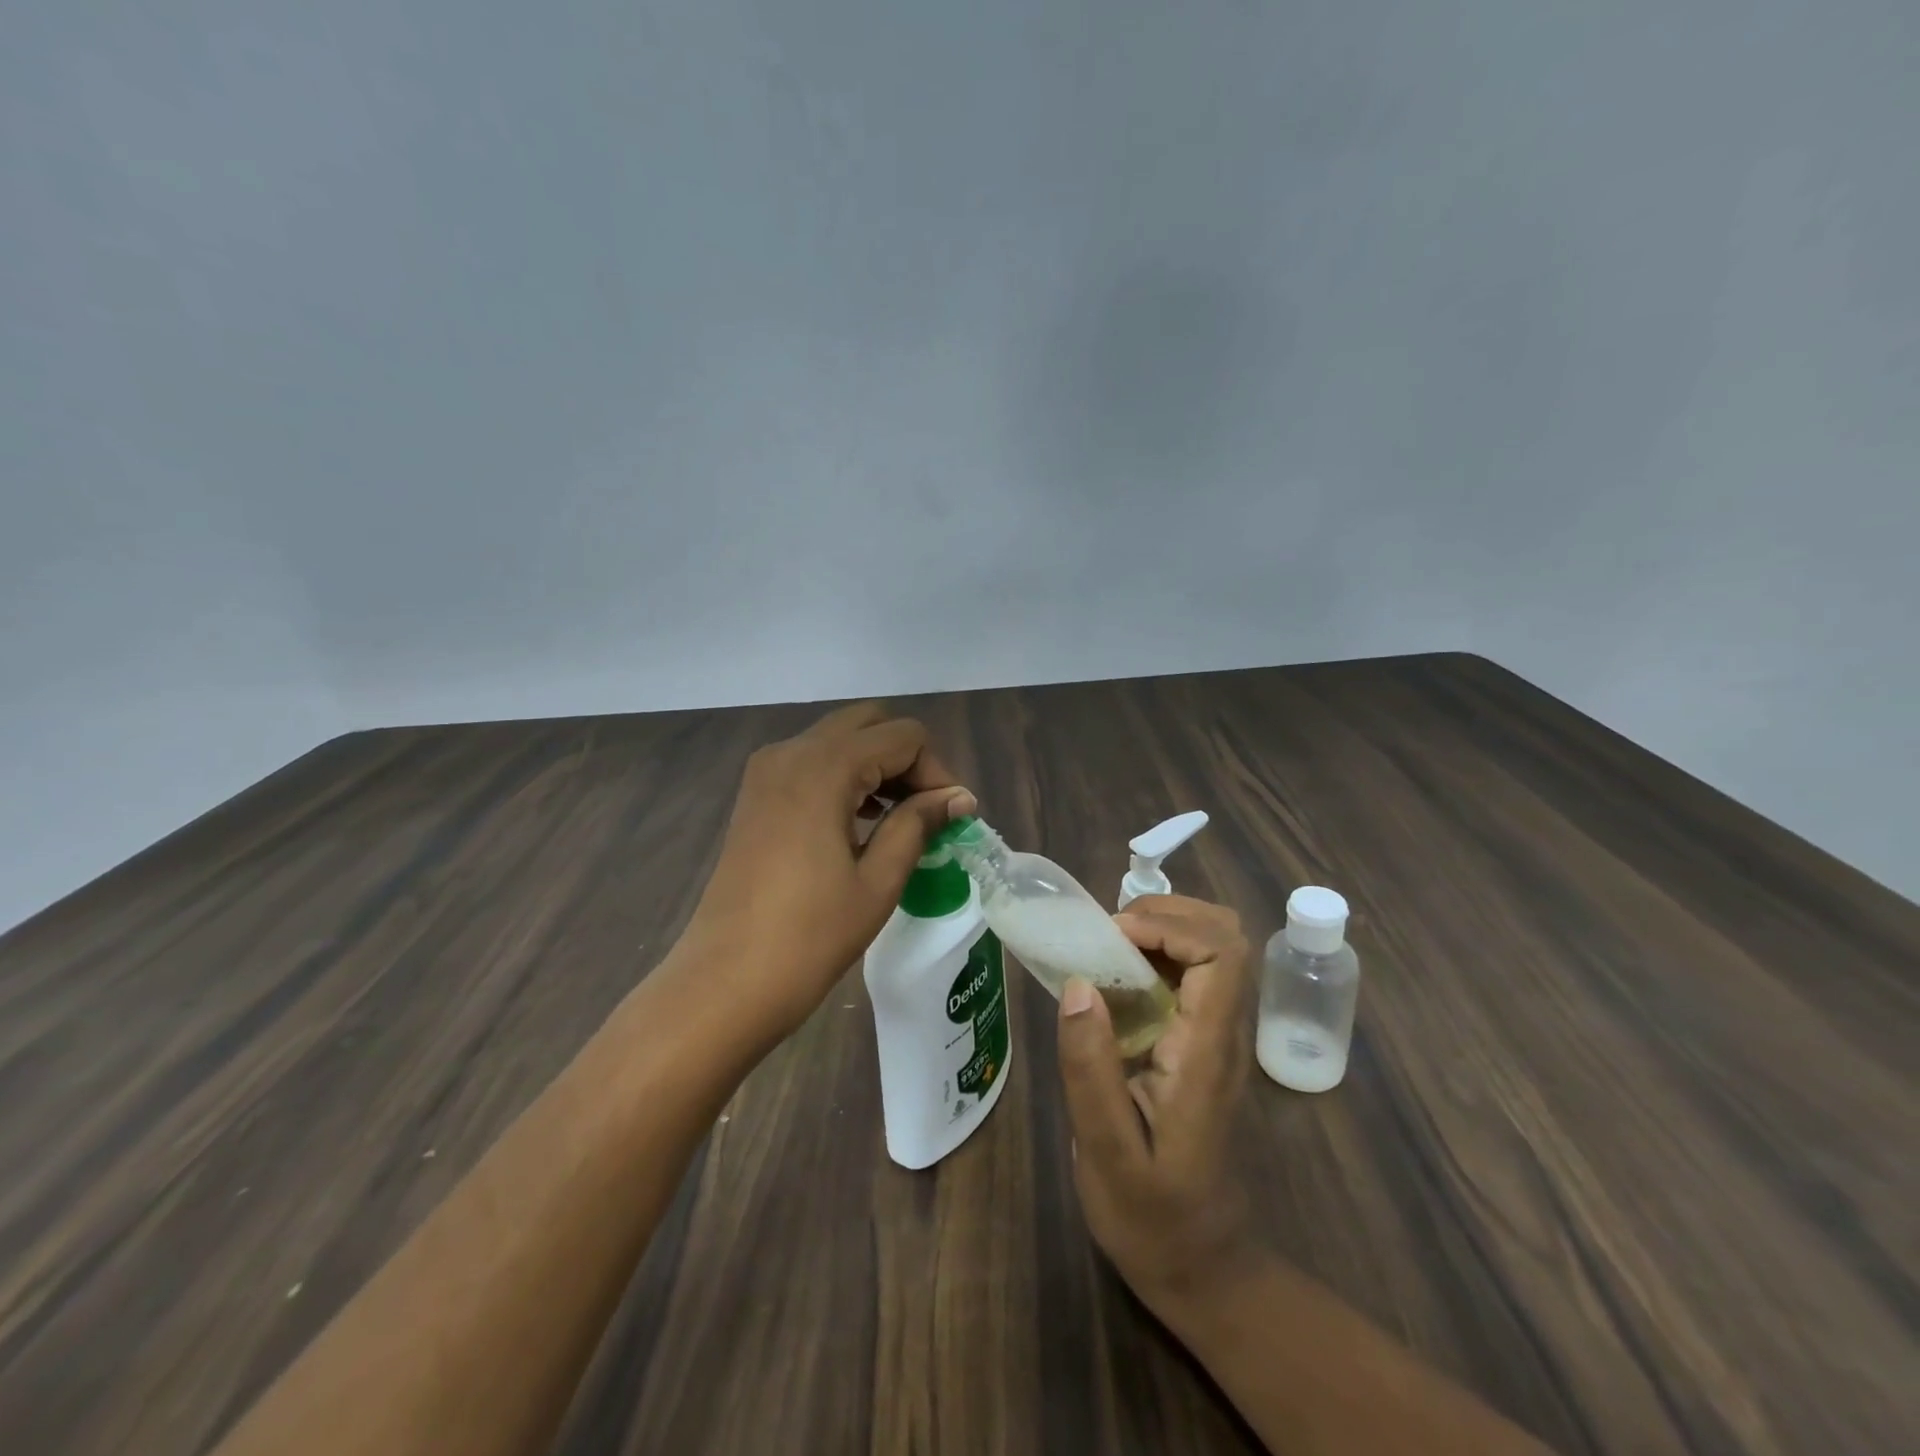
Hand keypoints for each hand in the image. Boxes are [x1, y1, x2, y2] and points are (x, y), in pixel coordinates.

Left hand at [680, 702, 975, 1043]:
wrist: (725, 983)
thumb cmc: (809, 936)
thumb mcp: (878, 880)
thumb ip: (919, 824)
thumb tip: (959, 797)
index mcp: (825, 766)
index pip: (903, 736)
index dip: (936, 771)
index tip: (950, 818)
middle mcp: (792, 752)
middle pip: (869, 724)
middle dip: (906, 759)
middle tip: (927, 811)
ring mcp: (766, 771)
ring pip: (839, 739)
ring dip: (877, 765)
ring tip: (902, 820)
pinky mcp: (756, 794)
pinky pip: (812, 762)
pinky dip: (846, 777)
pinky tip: (862, 822)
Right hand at [1056, 895, 1256, 1319]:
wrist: (1205, 1268)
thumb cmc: (1152, 1218)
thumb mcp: (1106, 1152)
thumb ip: (1091, 1067)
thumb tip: (1078, 983)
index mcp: (1208, 1052)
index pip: (1222, 953)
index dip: (1168, 926)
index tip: (1111, 940)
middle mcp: (1225, 1033)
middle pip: (1227, 935)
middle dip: (1166, 914)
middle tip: (1106, 935)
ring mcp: (1220, 1037)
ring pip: (1214, 948)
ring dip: (1161, 929)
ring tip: (1105, 948)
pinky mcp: (1205, 1043)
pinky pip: (1194, 974)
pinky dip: (1157, 954)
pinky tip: (1115, 978)